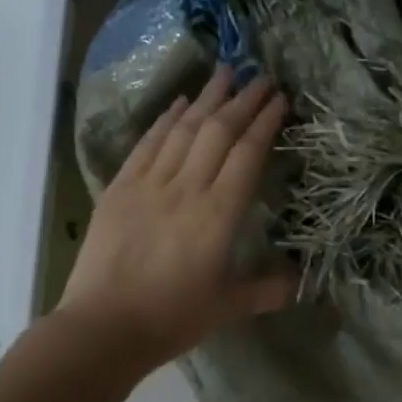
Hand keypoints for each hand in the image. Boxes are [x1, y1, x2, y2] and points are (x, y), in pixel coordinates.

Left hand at [56, 65, 295, 371]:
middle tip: (261, 77)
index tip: (279, 98)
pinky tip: (179, 104)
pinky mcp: (119, 189)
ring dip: (206, 99)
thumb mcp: (228, 306)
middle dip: (243, 101)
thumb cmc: (172, 318)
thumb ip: (267, 289)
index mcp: (218, 214)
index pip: (247, 154)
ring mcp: (148, 185)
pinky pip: (146, 145)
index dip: (265, 122)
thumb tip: (299, 282)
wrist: (102, 328)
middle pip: (217, 132)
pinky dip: (165, 120)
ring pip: (182, 130)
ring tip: (225, 74)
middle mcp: (185, 189)